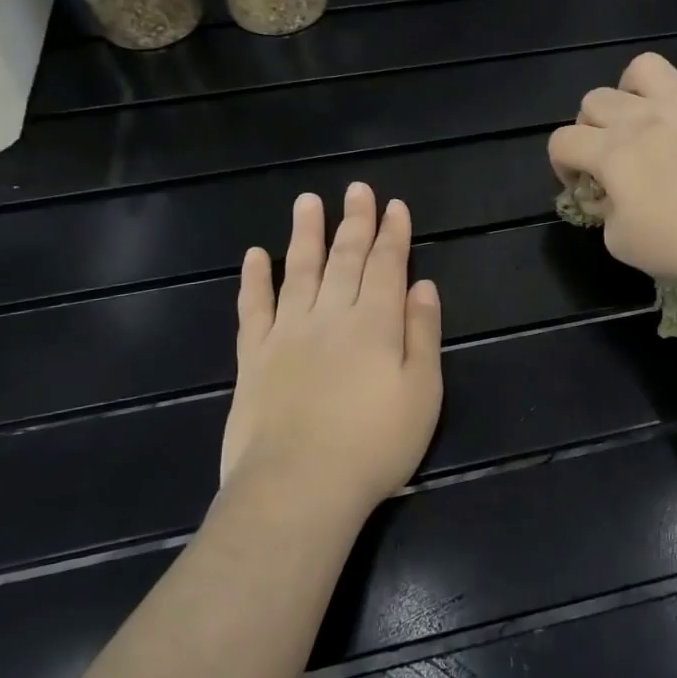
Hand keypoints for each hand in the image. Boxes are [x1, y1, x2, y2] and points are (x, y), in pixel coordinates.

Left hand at [218, 183, 442, 525]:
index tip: (394, 205)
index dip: (393, 234)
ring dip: (305, 234)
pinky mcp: (254, 356)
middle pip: (345, 259)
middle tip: (357, 190)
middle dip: (354, 222)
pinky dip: (255, 278)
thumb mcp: (422, 393)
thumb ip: (422, 333)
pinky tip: (255, 255)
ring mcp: (287, 333)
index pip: (387, 265)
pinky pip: (254, 307)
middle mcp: (331, 316)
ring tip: (307, 202)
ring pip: (299, 270)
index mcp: (376, 324)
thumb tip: (422, 285)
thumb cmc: (375, 446)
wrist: (297, 487)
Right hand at [547, 52, 676, 290]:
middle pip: (595, 99)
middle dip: (590, 127)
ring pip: (647, 68)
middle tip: (607, 157)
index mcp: (611, 151)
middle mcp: (643, 118)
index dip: (561, 164)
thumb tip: (606, 200)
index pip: (562, 140)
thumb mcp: (620, 242)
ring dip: (635, 89)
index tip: (579, 187)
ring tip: (643, 116)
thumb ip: (604, 214)